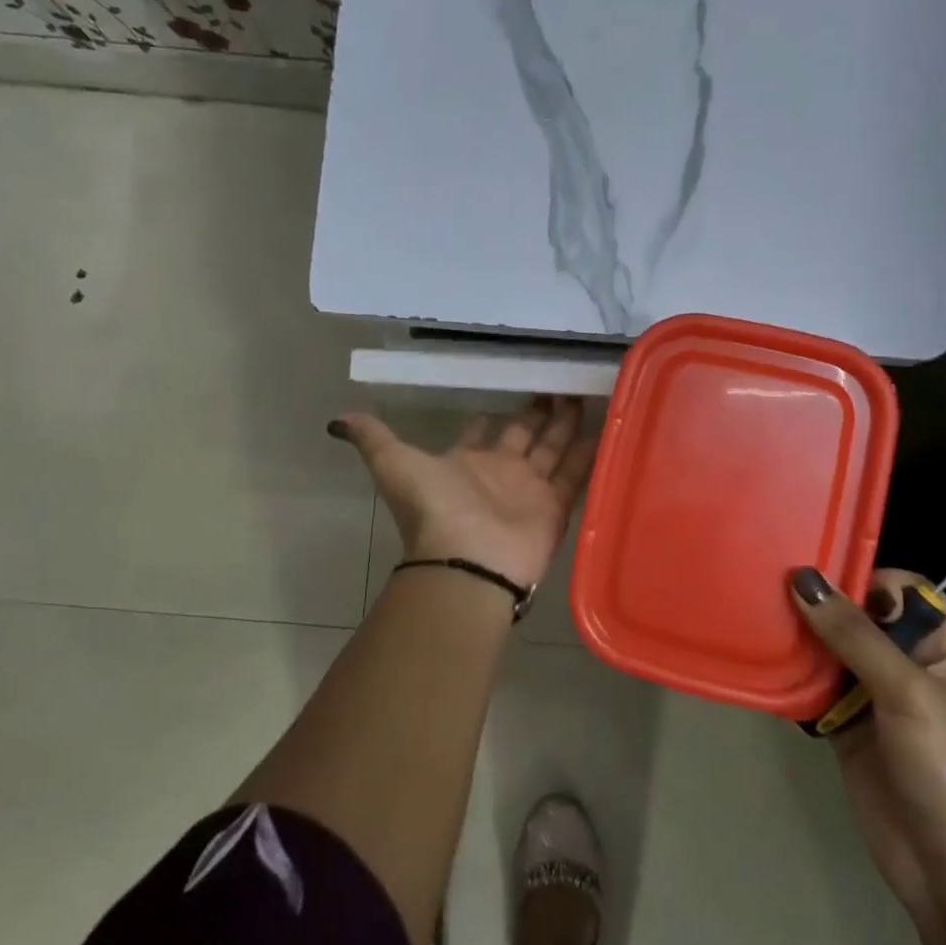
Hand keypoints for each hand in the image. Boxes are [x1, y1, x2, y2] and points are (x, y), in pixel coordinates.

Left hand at [331, 397, 598, 588]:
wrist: (466, 561)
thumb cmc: (433, 509)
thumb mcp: (394, 464)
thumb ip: (374, 438)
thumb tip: (338, 419)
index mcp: (465, 462)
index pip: (482, 432)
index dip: (491, 416)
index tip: (507, 391)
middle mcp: (499, 474)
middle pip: (525, 436)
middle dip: (539, 412)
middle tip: (559, 383)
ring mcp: (528, 492)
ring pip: (553, 451)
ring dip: (568, 426)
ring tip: (585, 393)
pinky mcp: (554, 508)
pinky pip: (575, 476)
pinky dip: (589, 454)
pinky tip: (607, 427)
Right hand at [791, 566, 945, 939]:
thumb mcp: (908, 691)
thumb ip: (854, 634)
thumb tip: (803, 580)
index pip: (907, 593)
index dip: (866, 579)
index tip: (816, 572)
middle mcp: (914, 668)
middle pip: (864, 619)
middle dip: (824, 605)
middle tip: (770, 585)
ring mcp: (879, 700)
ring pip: (835, 652)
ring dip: (803, 639)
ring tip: (757, 614)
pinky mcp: (849, 729)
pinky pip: (817, 690)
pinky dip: (794, 678)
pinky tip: (763, 660)